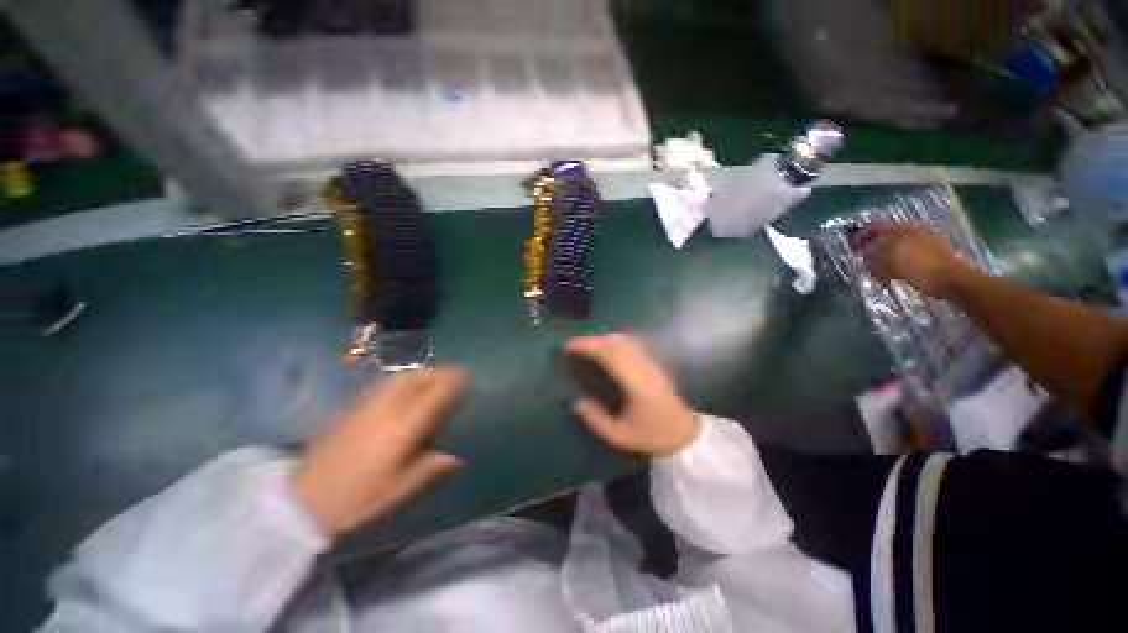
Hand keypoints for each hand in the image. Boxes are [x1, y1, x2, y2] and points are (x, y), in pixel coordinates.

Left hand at [293, 369, 465, 538]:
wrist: (304, 500)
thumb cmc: (358, 498)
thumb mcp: (400, 490)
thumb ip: (431, 468)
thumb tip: (456, 458)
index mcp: (403, 426)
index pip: (435, 394)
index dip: (454, 381)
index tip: (468, 376)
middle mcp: (388, 408)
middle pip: (418, 379)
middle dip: (439, 373)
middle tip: (454, 375)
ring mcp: (368, 405)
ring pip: (401, 378)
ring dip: (422, 373)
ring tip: (434, 378)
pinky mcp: (354, 408)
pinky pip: (386, 384)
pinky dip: (404, 380)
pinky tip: (406, 389)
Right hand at [566, 334, 699, 457]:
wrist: (685, 435)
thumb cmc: (653, 436)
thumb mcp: (619, 436)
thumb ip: (595, 420)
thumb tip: (577, 401)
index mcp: (638, 385)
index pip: (611, 355)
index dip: (589, 346)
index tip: (570, 346)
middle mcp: (646, 368)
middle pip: (617, 343)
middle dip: (592, 340)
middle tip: (573, 346)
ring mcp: (653, 363)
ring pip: (626, 340)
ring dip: (603, 339)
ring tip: (586, 347)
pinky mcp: (655, 363)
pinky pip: (632, 345)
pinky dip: (614, 342)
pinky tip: (605, 349)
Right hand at [859, 221, 972, 297]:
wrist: (951, 279)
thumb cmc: (919, 266)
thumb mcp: (890, 259)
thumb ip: (874, 252)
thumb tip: (866, 251)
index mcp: (904, 229)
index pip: (876, 226)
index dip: (861, 235)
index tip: (853, 248)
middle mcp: (914, 232)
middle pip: (886, 237)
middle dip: (873, 249)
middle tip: (865, 262)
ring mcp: (925, 243)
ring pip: (896, 248)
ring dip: (884, 259)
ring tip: (879, 273)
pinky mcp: (931, 256)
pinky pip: (907, 258)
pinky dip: (897, 265)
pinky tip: (895, 276)